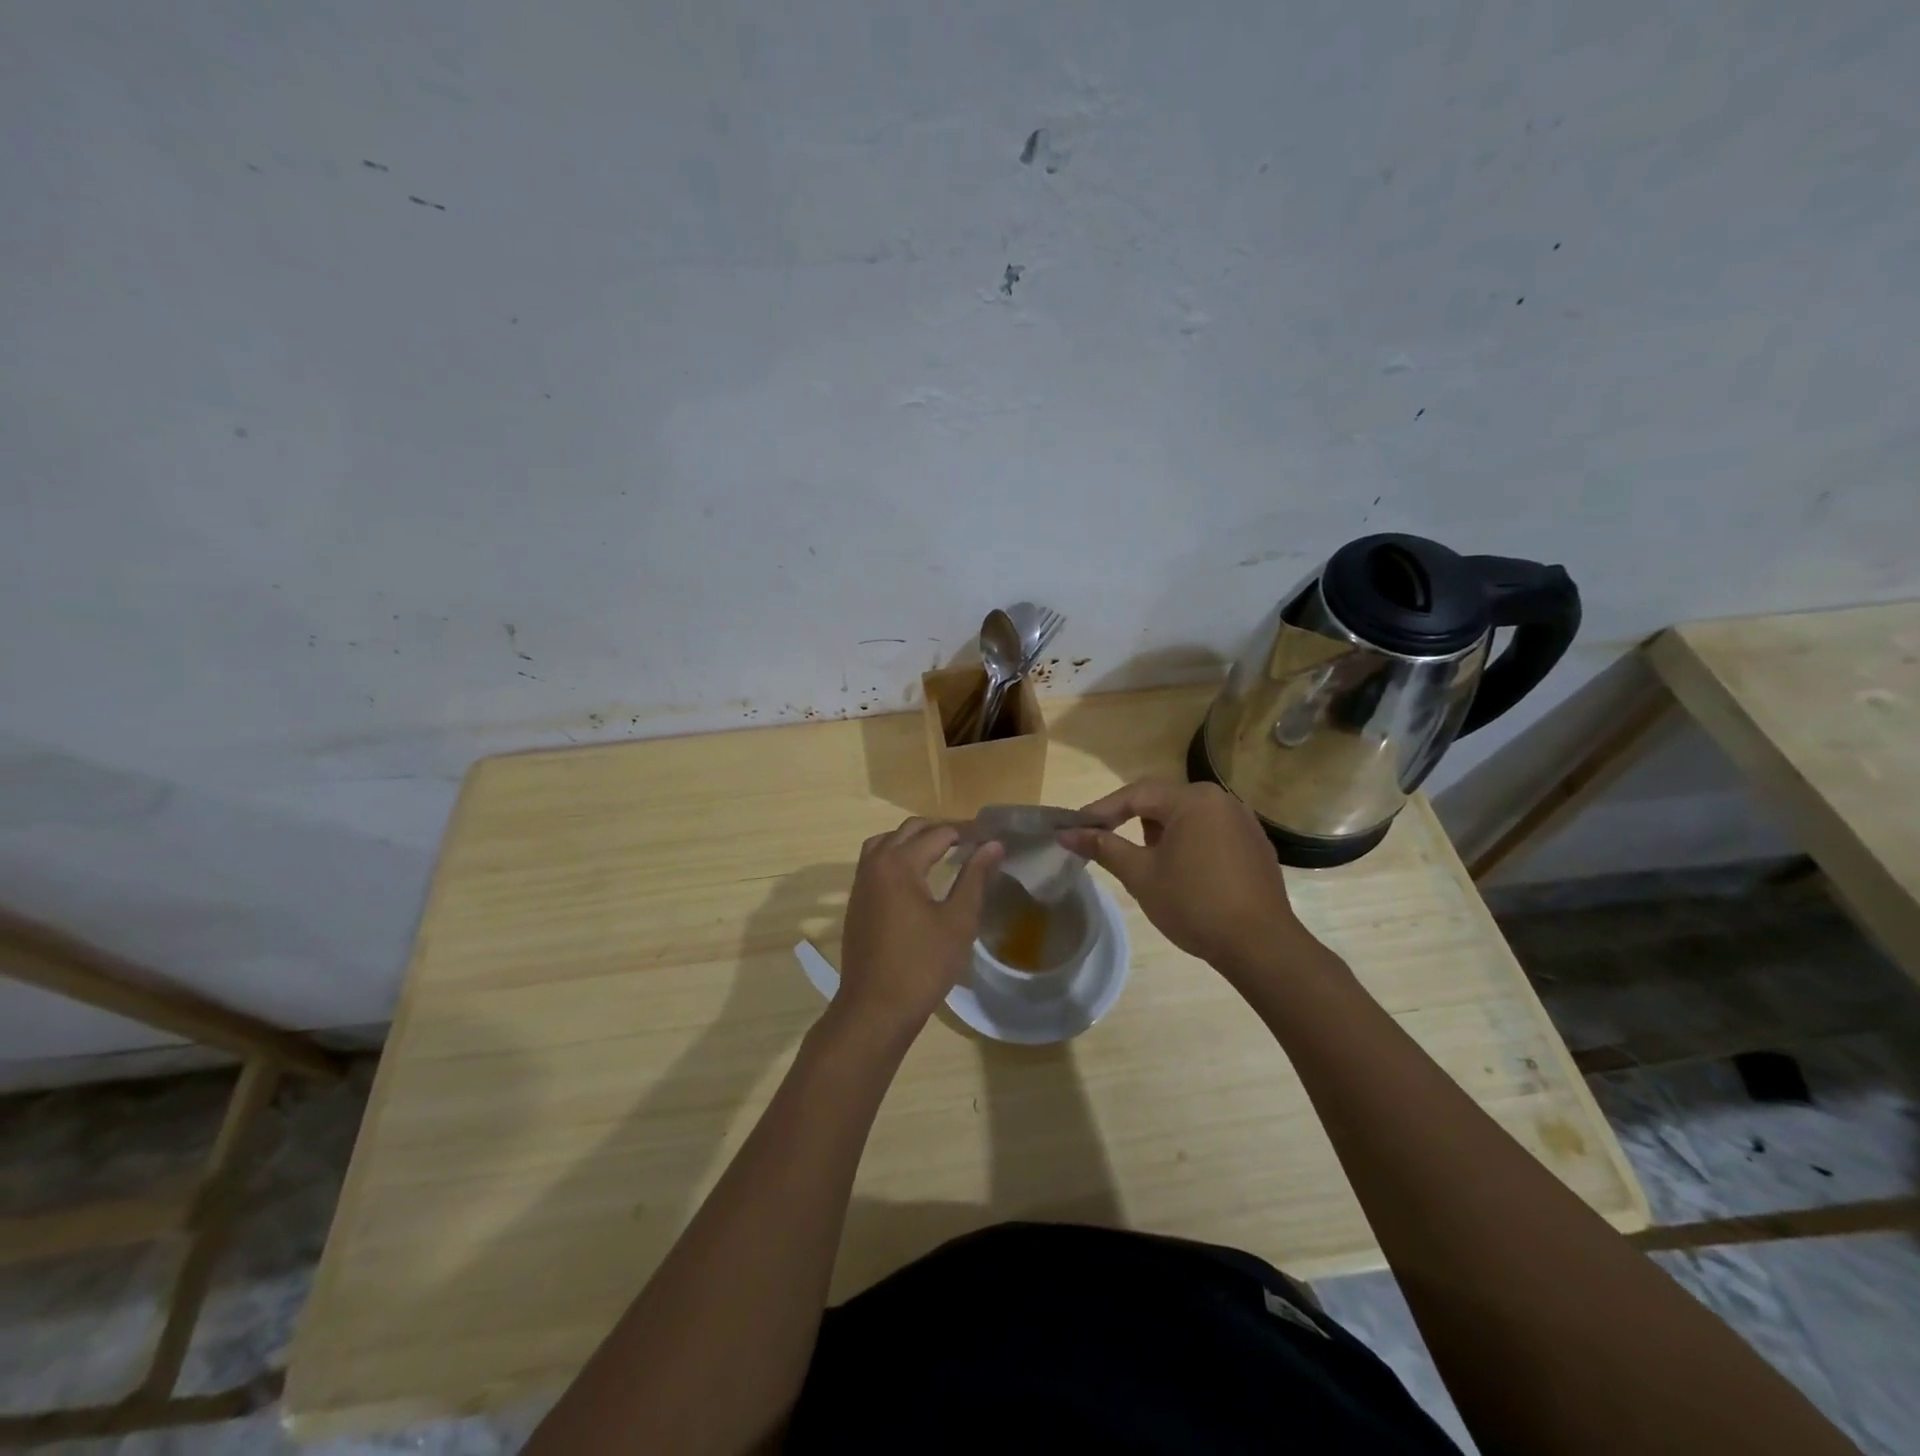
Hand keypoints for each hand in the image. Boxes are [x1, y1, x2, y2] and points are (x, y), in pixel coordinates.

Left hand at [836, 818, 1004, 1034]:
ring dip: (915, 838)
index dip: (968, 832)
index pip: (939, 833)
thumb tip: (994, 845)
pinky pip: (876, 861)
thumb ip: (975, 877)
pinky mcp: (857, 900)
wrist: (875, 1009)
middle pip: (910, 829)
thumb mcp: (958, 921)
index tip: (992, 837)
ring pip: (887, 841)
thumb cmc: (922, 965)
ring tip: (944, 850)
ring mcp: (861, 882)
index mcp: (899, 863)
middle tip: (972, 840)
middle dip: (942, 829)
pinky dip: (897, 854)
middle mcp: (875, 863)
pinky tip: (917, 874)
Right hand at [1059, 780, 1306, 976]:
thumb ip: (1103, 847)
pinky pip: (1210, 831)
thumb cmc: (1194, 904)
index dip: (1100, 811)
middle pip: (1162, 800)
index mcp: (1192, 800)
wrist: (1261, 946)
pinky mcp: (1255, 844)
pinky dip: (1188, 842)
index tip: (1075, 828)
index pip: (1135, 795)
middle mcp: (1220, 799)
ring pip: (1186, 815)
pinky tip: (1184, 873)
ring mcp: (1242, 820)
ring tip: (1146, 863)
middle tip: (1106, 843)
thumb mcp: (1141, 875)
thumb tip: (1066, 833)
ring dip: (1160, 832)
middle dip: (1130, 820)